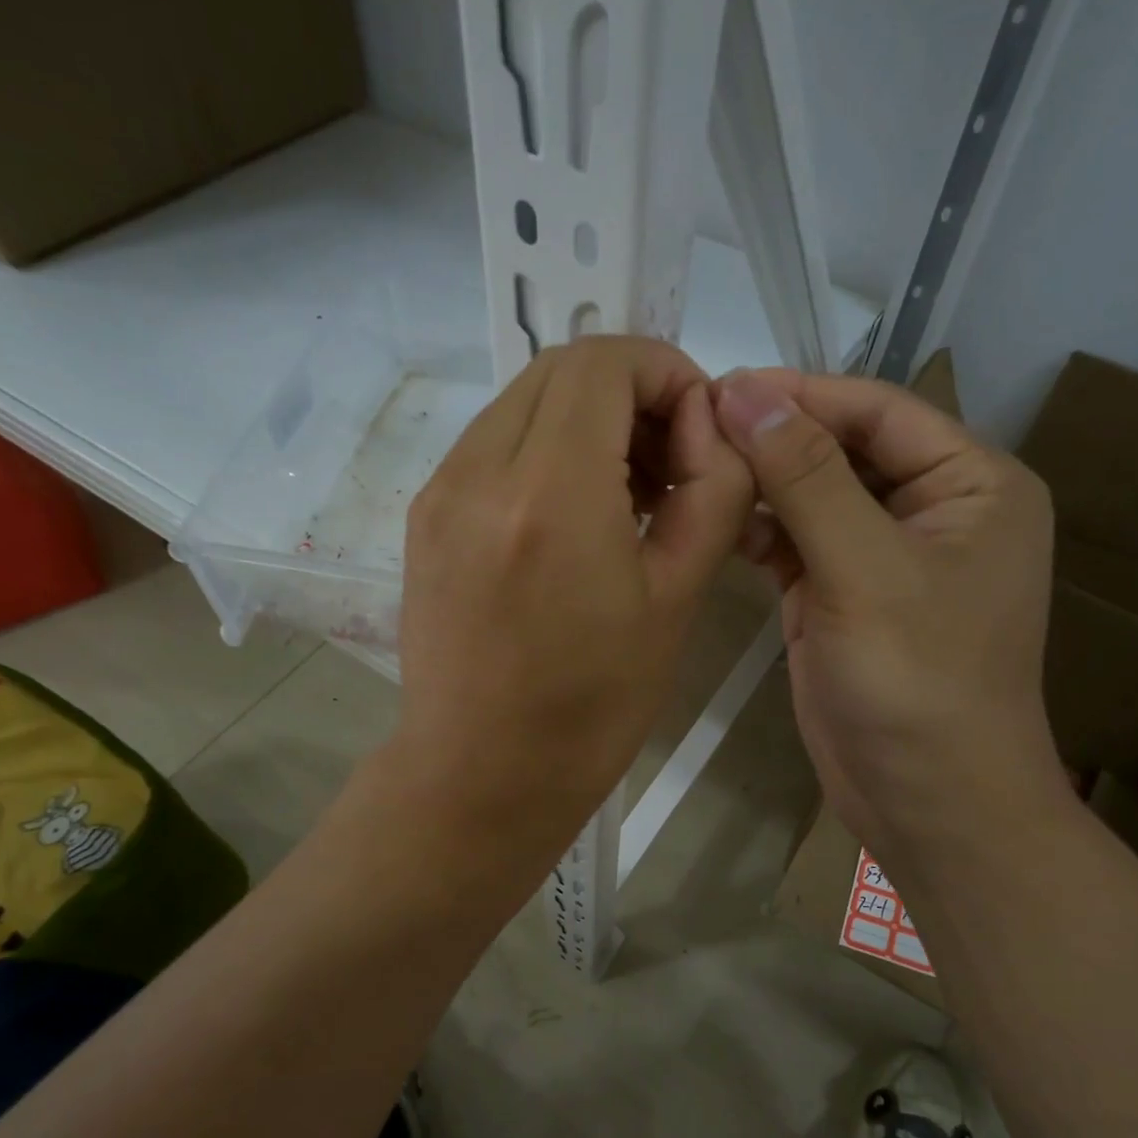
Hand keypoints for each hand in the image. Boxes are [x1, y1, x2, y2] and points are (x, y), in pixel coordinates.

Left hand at [390, 338, 753, 853]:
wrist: (483, 775)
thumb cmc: (593, 706)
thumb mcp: (677, 601)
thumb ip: (712, 493)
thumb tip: (710, 430)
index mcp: (550, 494)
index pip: (604, 362)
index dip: (666, 371)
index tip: (699, 430)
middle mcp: (479, 472)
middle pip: (560, 369)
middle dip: (630, 392)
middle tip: (671, 462)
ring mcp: (440, 492)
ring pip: (523, 403)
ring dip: (586, 421)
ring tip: (628, 493)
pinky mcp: (424, 518)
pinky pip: (492, 446)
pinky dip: (544, 451)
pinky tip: (575, 515)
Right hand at [712, 370, 1067, 859]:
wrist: (927, 801)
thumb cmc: (918, 682)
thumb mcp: (866, 569)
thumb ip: (807, 477)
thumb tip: (744, 391)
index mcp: (972, 484)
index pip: (879, 411)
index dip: (802, 394)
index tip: (721, 385)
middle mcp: (933, 510)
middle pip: (843, 451)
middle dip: (776, 439)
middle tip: (695, 426)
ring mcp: (883, 557)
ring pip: (814, 497)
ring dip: (762, 485)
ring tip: (695, 469)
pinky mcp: (842, 598)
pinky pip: (798, 545)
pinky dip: (761, 533)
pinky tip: (718, 522)